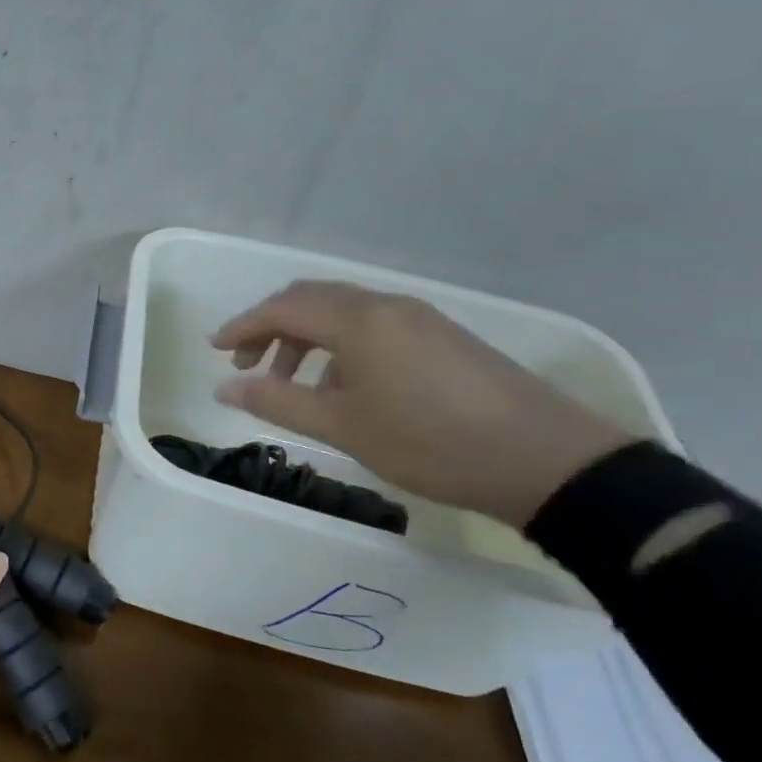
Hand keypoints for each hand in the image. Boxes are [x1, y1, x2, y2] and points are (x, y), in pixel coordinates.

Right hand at [210, 281, 631, 527]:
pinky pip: (373, 326)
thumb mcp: (343, 427)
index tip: (214, 349)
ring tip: (291, 381)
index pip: (284, 307)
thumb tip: (224, 387)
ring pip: (344, 312)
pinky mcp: (442, 337)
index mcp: (359, 321)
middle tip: (246, 363)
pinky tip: (344, 387)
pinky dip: (340, 346)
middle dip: (271, 326)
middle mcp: (387, 306)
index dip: (243, 325)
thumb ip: (277, 402)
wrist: (547, 461)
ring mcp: (420, 319)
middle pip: (312, 299)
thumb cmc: (430, 442)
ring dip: (306, 338)